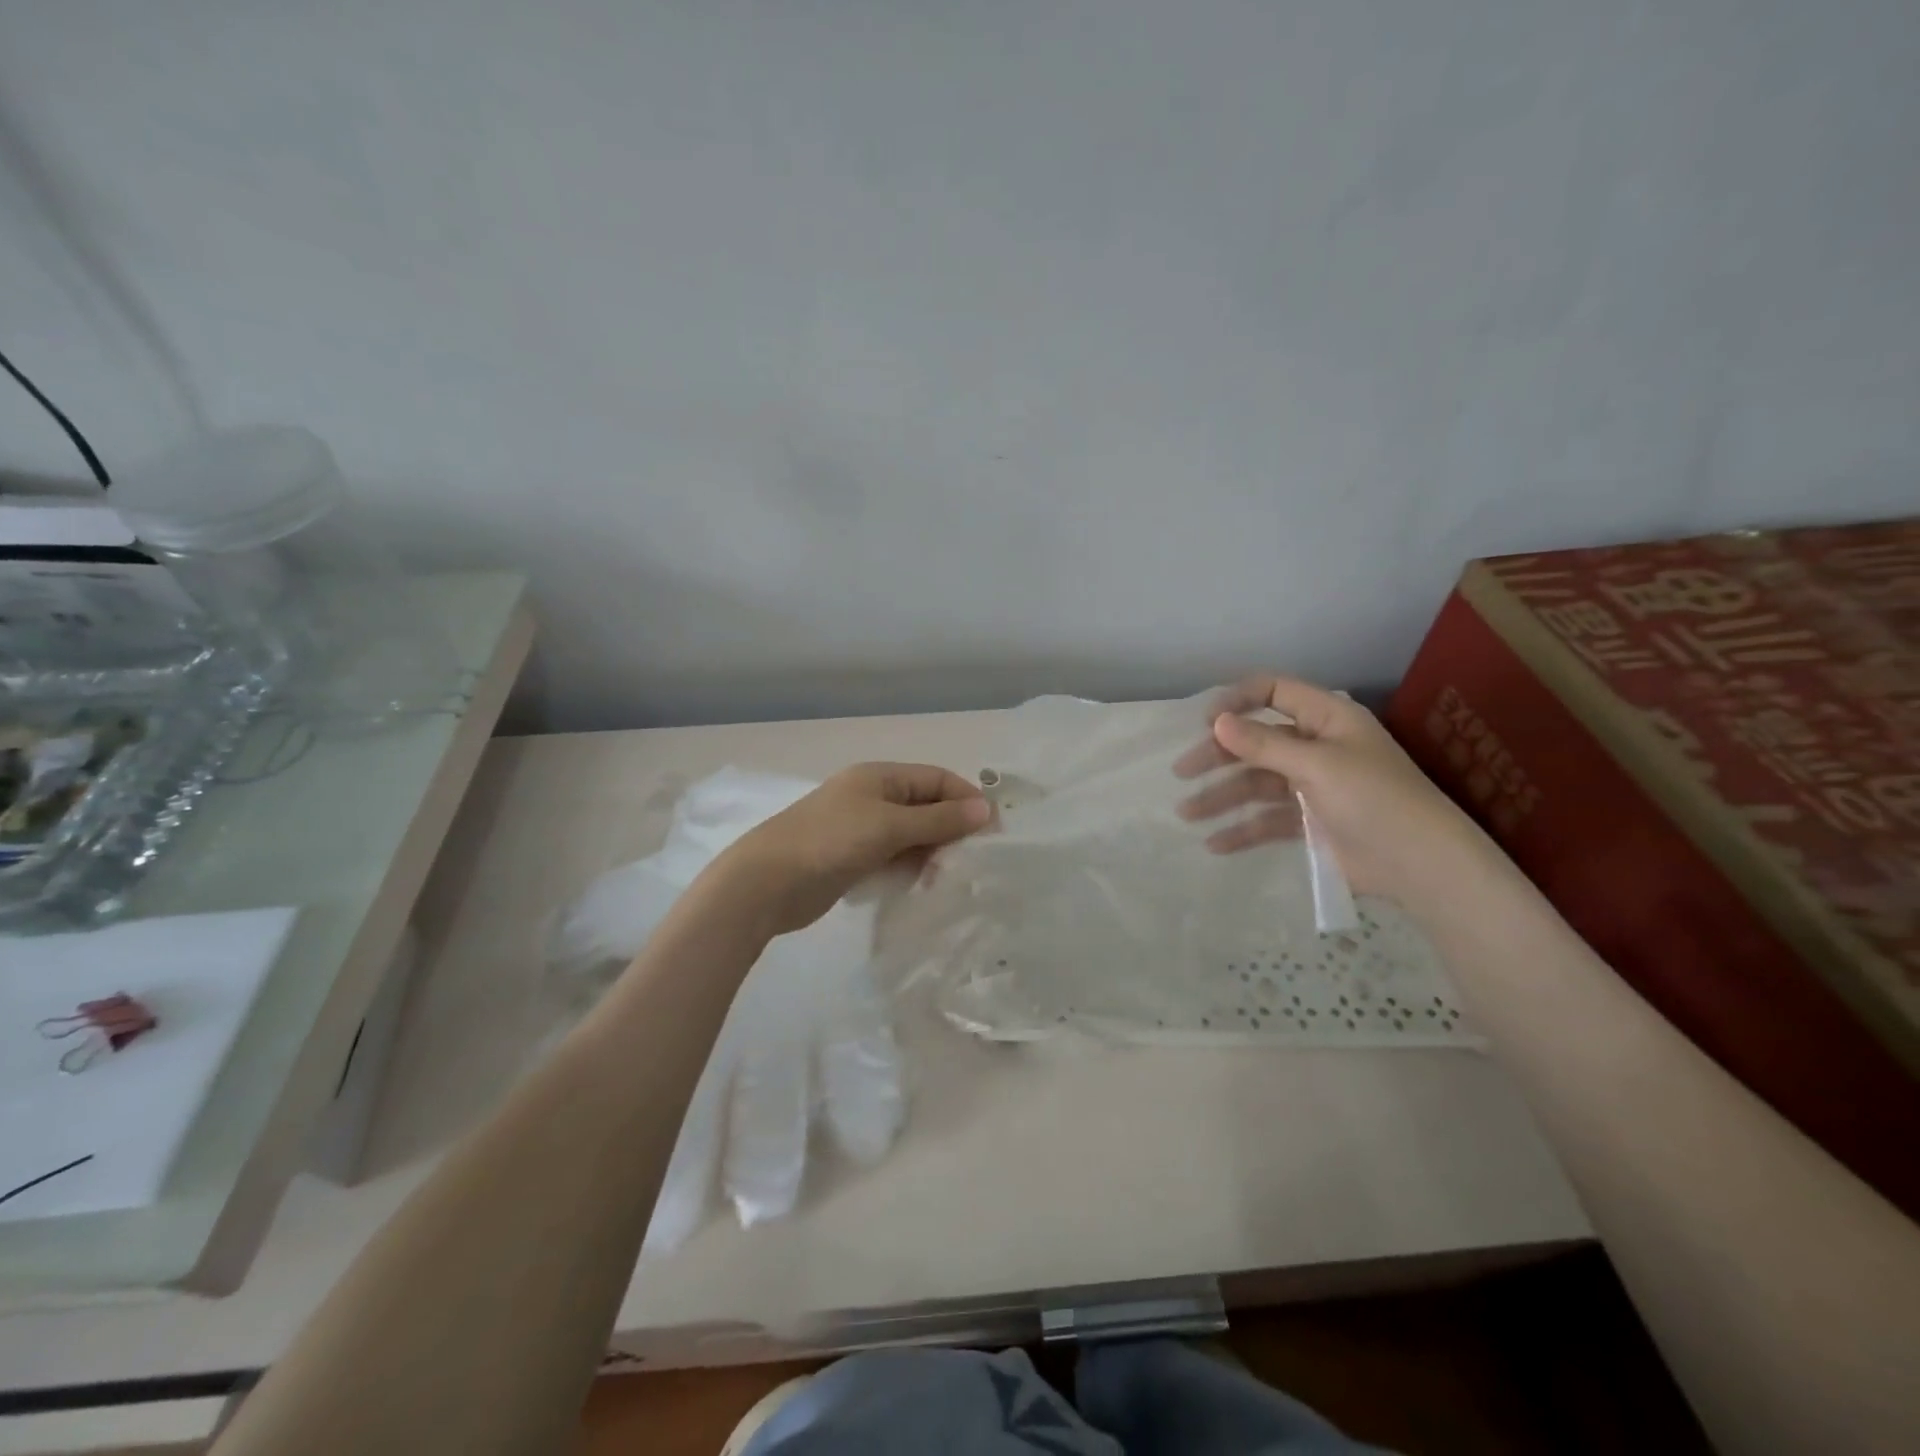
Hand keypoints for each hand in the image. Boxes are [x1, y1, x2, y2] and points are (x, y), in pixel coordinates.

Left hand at [707, 763, 990, 936]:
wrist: (767, 882)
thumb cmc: (831, 841)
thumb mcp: (889, 826)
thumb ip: (939, 819)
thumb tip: (986, 809)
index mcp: (880, 776)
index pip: (937, 778)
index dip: (966, 798)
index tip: (993, 829)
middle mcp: (873, 797)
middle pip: (926, 805)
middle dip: (951, 828)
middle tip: (974, 859)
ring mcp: (861, 829)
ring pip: (911, 834)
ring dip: (932, 851)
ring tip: (950, 876)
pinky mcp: (853, 858)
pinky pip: (894, 856)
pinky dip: (911, 866)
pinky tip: (923, 884)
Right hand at [1173, 675, 1493, 904]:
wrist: (1422, 866)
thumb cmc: (1375, 800)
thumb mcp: (1317, 765)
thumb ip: (1264, 744)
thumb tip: (1217, 721)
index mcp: (1327, 719)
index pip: (1274, 692)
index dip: (1238, 701)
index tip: (1205, 722)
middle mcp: (1316, 747)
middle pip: (1256, 742)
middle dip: (1217, 756)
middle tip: (1182, 771)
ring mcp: (1311, 787)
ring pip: (1256, 784)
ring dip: (1221, 797)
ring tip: (1186, 814)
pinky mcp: (1310, 823)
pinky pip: (1267, 821)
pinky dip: (1241, 830)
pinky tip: (1214, 844)